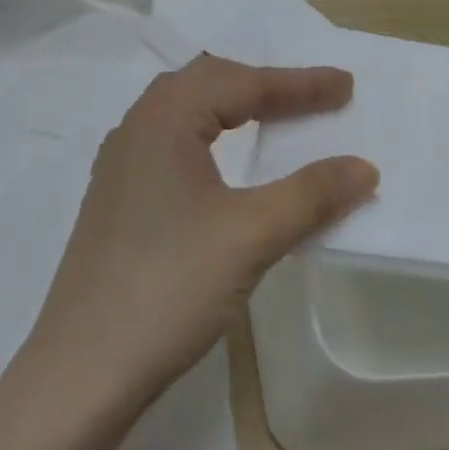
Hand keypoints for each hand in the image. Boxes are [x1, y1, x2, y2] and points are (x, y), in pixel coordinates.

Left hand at [23, 55, 377, 417]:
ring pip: (182, 110)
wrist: (85, 367)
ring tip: (271, 117)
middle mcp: (136, 128)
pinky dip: (207, 134)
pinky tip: (219, 163)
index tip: (346, 85)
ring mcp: (119, 164)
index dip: (298, 83)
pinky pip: (169, 141)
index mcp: (164, 119)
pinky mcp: (115, 198)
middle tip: (312, 98)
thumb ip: (310, 195)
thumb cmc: (170, 287)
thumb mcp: (250, 236)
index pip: (241, 83)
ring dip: (230, 105)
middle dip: (263, 85)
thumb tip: (363, 167)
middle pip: (206, 82)